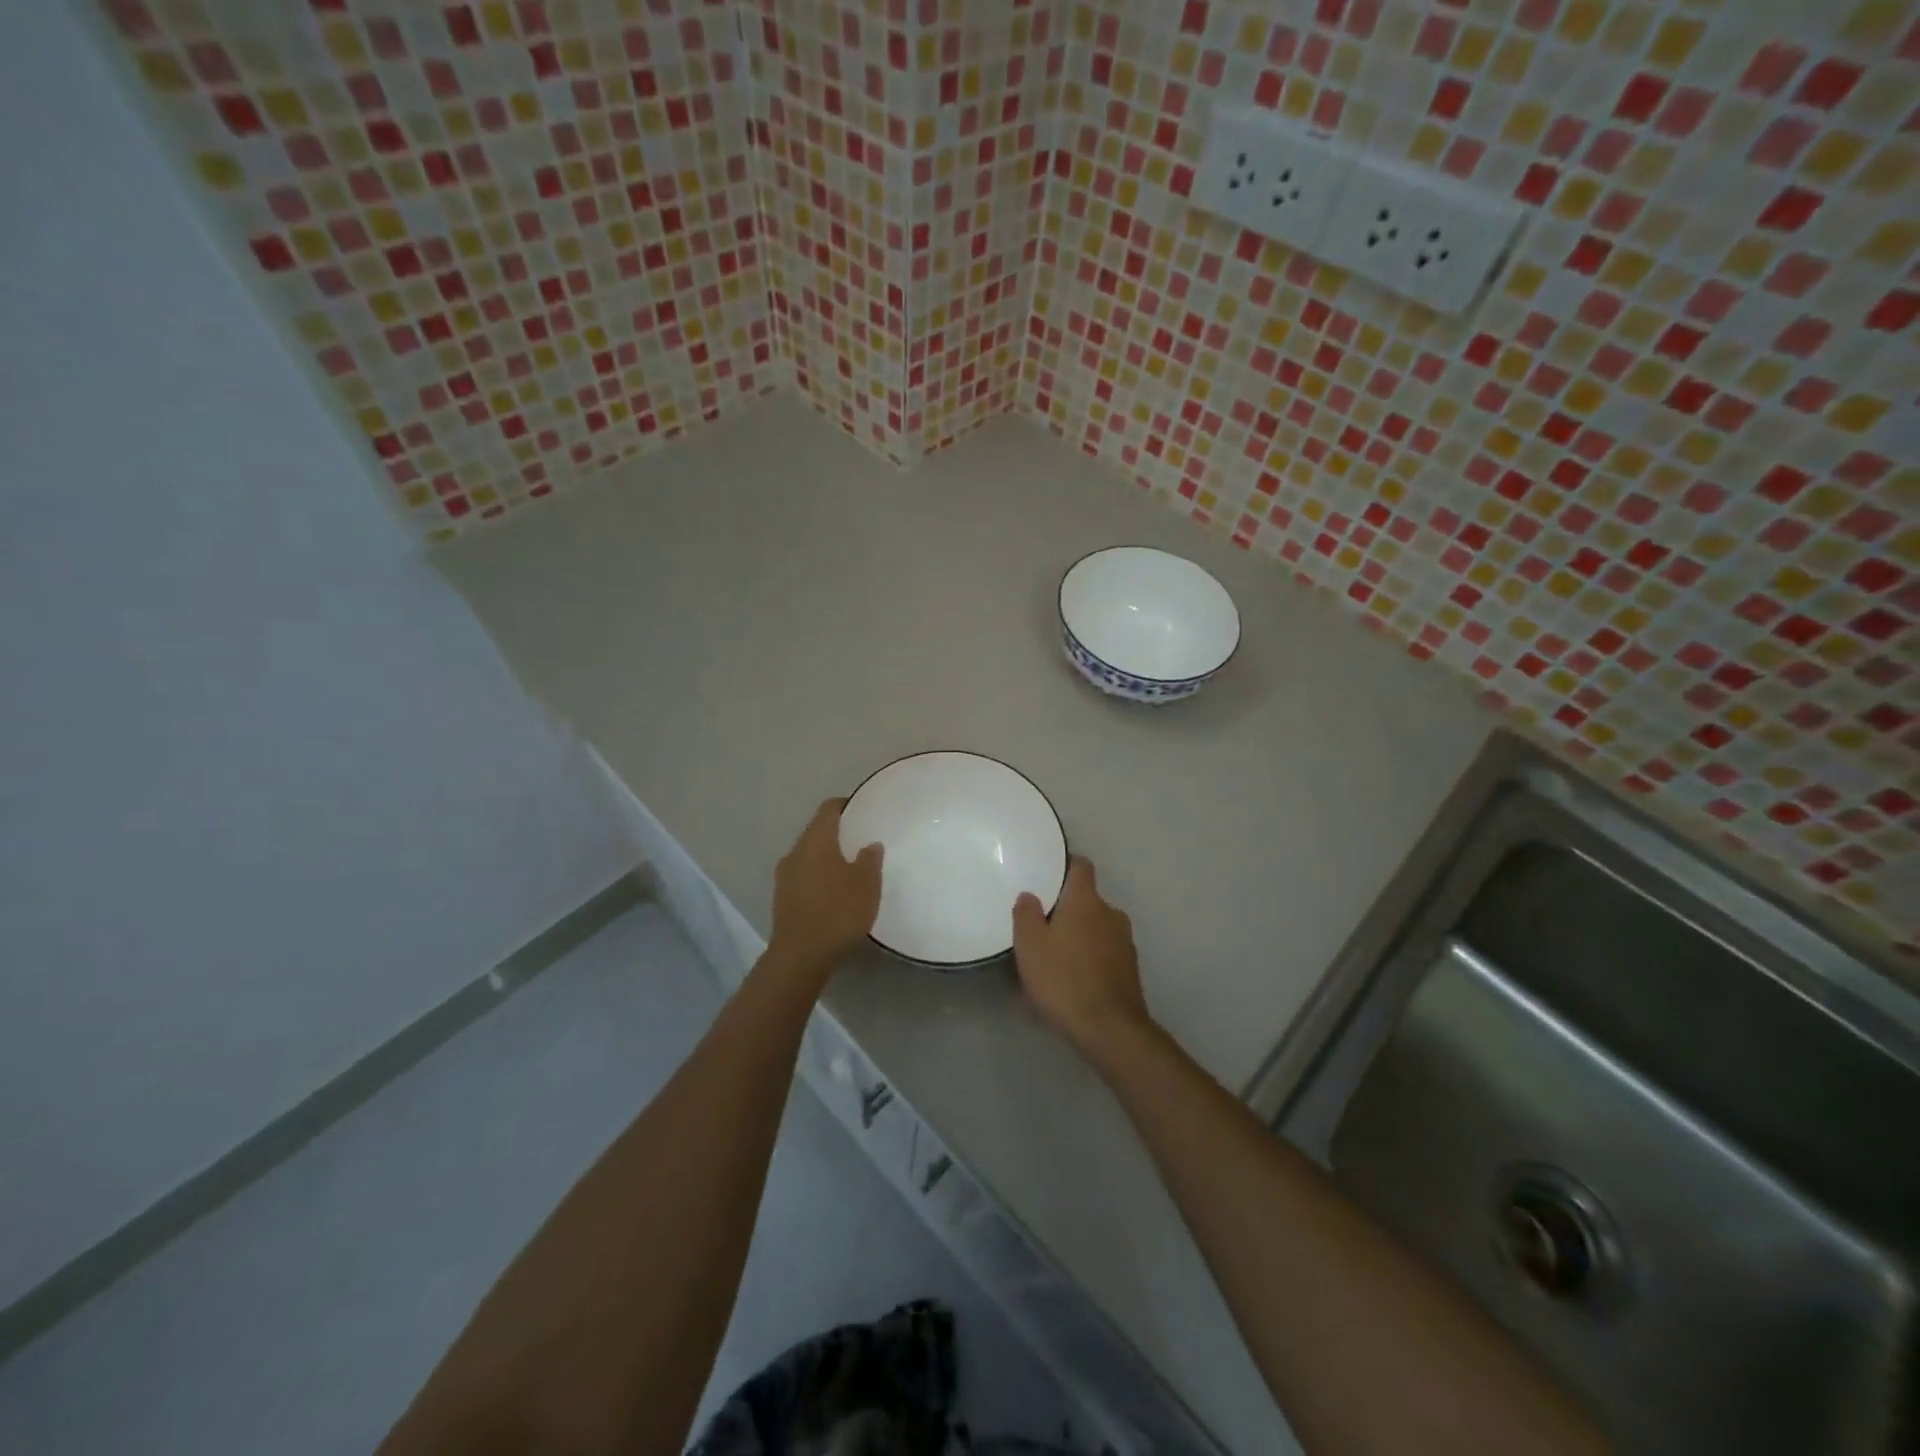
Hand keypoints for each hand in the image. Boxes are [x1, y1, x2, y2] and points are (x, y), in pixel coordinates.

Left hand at [768, 798, 882, 984]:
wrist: (800, 957)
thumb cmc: (837, 913)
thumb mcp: (866, 885)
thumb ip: (870, 860)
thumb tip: (870, 845)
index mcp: (815, 841)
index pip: (828, 809)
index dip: (846, 805)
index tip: (864, 810)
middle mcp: (795, 852)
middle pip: (817, 832)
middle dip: (838, 834)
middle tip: (863, 841)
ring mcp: (785, 876)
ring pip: (809, 856)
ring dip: (828, 858)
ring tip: (852, 869)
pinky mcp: (783, 899)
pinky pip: (804, 876)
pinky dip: (820, 877)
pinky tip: (836, 893)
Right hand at [1012, 857, 1152, 1065]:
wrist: (1110, 1029)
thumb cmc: (1064, 979)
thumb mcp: (1030, 945)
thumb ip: (1026, 914)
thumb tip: (1030, 896)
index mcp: (1086, 900)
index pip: (1081, 866)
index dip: (1065, 866)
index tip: (1047, 874)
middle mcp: (1111, 913)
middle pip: (1087, 900)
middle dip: (1067, 908)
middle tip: (1041, 924)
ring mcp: (1125, 941)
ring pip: (1097, 927)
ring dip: (1079, 935)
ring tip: (1055, 955)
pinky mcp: (1130, 968)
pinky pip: (1105, 951)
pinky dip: (1090, 957)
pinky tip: (1073, 978)